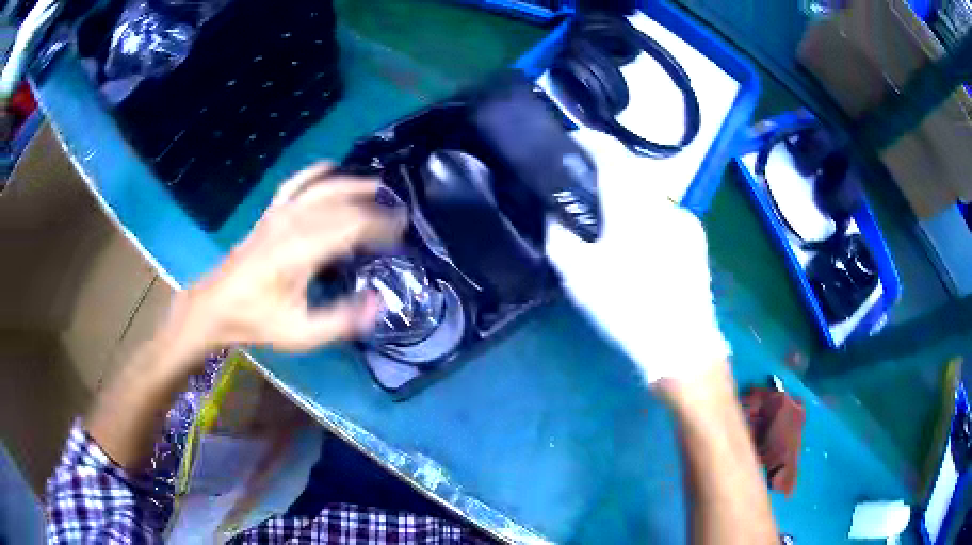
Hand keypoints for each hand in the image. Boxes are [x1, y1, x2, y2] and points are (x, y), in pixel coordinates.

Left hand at [172, 163, 405, 357]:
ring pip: (322, 188)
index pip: (351, 226)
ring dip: (352, 185)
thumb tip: (378, 303)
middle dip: (373, 207)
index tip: (401, 235)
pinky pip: (296, 183)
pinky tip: (330, 168)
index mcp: (300, 251)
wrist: (216, 306)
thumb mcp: (300, 333)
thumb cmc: (256, 321)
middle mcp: (292, 224)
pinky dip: (315, 173)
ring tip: (378, 188)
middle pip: (341, 204)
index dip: (380, 226)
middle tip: (397, 217)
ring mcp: (279, 214)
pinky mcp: (270, 213)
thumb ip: (341, 320)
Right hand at [545, 142, 727, 384]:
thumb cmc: (627, 307)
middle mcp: (663, 199)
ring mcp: (685, 218)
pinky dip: (646, 218)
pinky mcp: (697, 238)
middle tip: (582, 196)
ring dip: (627, 199)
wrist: (682, 345)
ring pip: (648, 194)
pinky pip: (664, 215)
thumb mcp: (578, 275)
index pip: (609, 149)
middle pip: (629, 171)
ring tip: (610, 229)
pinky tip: (640, 250)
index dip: (586, 140)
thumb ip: (558, 233)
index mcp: (632, 201)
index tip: (567, 146)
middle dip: (604, 174)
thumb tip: (552, 209)